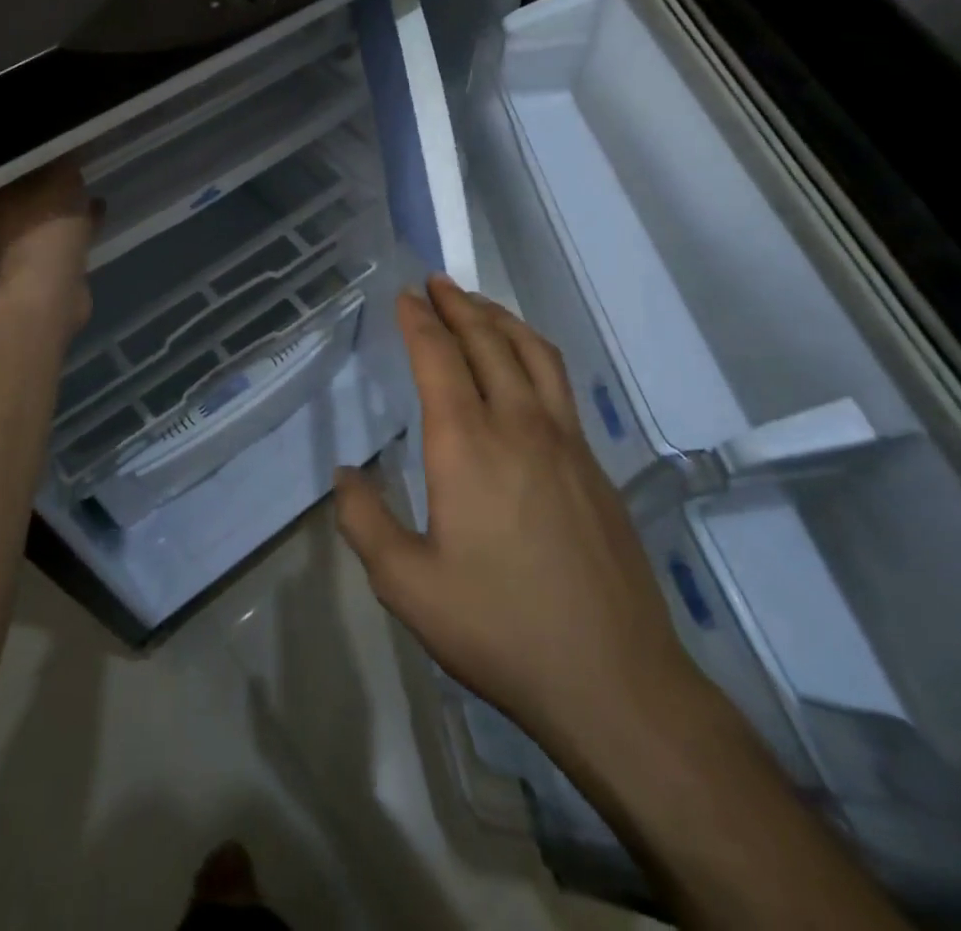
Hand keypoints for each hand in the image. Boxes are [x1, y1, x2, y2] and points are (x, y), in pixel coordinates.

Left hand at [0, 160, 97, 330]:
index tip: (50, 143)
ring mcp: (24, 244)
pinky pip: (64, 233)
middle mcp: (3, 219)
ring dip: (65, 202)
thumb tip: (68, 145)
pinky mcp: (47, 263)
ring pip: (46, 213)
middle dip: (46, 179)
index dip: (31, 155)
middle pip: (26, 191)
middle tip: (68, 161)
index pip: (9, 167)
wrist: (51, 291)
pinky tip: (99, 209)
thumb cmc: (48, 227)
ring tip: (88, 185)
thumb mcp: (60, 180)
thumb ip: (64, 161)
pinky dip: (79, 222)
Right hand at [335, 277, 707, 782]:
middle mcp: (519, 425)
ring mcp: (566, 443)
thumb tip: (347, 473)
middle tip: (437, 282)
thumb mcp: (406, 585)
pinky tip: (525, 367)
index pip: (439, 358)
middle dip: (459, 305)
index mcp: (467, 444)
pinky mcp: (594, 466)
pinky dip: (532, 353)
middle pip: (489, 341)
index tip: (405, 295)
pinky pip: (559, 384)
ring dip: (502, 319)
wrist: (613, 679)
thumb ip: (365, 521)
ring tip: (479, 304)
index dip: (419, 320)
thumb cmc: (499, 627)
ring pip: (534, 354)